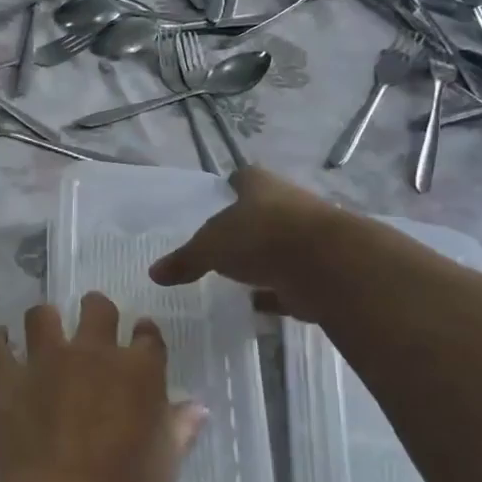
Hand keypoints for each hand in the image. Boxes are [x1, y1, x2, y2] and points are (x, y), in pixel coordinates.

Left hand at [0, 293, 204, 481]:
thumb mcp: (167, 464)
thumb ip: (179, 429)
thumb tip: (197, 408)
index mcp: (140, 370)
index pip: (147, 335)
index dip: (144, 334)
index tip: (140, 338)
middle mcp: (93, 353)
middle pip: (97, 308)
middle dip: (97, 311)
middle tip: (93, 326)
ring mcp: (47, 362)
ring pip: (42, 315)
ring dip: (45, 320)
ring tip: (45, 333)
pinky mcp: (8, 380)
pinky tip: (0, 344)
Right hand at [150, 167, 340, 318]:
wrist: (328, 265)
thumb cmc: (261, 238)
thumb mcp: (210, 247)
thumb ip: (184, 260)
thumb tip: (154, 272)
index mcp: (261, 187)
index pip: (244, 178)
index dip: (231, 186)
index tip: (221, 195)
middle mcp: (289, 205)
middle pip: (265, 210)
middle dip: (247, 224)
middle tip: (222, 241)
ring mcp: (309, 238)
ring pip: (280, 245)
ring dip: (263, 258)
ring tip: (237, 274)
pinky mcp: (320, 271)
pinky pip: (291, 280)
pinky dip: (275, 291)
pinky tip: (257, 303)